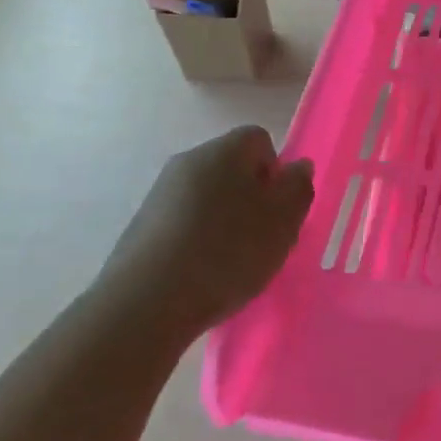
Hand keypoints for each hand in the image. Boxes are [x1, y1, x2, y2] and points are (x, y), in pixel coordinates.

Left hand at [96, 126, 313, 342]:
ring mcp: (161, 193)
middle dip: (252, 198)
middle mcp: (189, 161)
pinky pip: (185, 222)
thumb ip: (298, 187)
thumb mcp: (283, 221)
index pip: (259, 140)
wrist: (148, 301)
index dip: (276, 172)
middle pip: (232, 168)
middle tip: (264, 238)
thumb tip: (297, 166)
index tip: (280, 208)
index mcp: (224, 151)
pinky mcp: (143, 225)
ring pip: (209, 196)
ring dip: (226, 221)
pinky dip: (200, 239)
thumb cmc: (228, 252)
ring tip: (234, 262)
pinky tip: (204, 272)